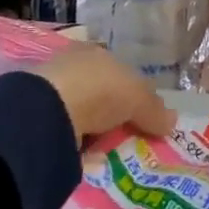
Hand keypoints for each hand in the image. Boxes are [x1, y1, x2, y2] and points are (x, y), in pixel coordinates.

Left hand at [33, 43, 176, 140]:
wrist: (46, 111)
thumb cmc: (99, 90)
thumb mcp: (137, 97)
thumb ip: (155, 109)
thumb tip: (173, 121)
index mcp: (98, 53)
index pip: (122, 73)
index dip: (135, 95)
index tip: (144, 118)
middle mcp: (74, 66)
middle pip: (103, 93)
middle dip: (115, 114)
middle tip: (127, 138)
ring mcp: (52, 90)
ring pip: (83, 112)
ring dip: (94, 130)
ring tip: (107, 151)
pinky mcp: (36, 117)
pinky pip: (66, 131)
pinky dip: (76, 142)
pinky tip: (84, 155)